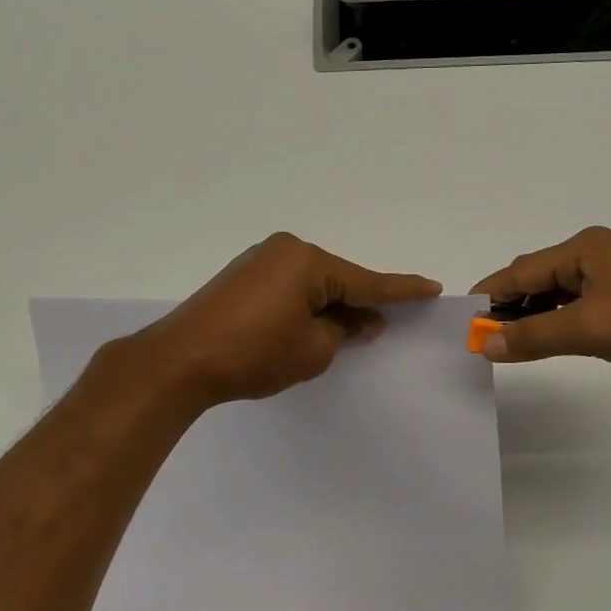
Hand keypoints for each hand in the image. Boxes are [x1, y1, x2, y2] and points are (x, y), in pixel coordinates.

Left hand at [130, 233, 441, 407]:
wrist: (180, 360)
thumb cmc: (253, 355)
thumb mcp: (312, 350)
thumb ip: (345, 330)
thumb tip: (363, 319)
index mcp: (308, 262)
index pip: (366, 281)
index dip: (401, 290)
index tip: (431, 287)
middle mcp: (286, 250)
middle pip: (337, 279)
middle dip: (359, 303)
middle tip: (382, 328)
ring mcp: (260, 259)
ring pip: (312, 283)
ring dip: (329, 306)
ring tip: (345, 332)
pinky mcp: (243, 275)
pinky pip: (289, 285)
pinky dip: (305, 303)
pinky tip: (310, 323)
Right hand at [471, 226, 610, 378]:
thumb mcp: (588, 330)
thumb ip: (533, 336)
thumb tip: (487, 344)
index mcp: (584, 248)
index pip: (522, 270)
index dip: (492, 295)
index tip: (466, 319)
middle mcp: (599, 251)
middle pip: (540, 276)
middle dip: (513, 305)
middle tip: (489, 336)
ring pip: (563, 291)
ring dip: (539, 314)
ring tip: (516, 341)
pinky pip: (585, 301)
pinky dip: (564, 318)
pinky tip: (557, 336)